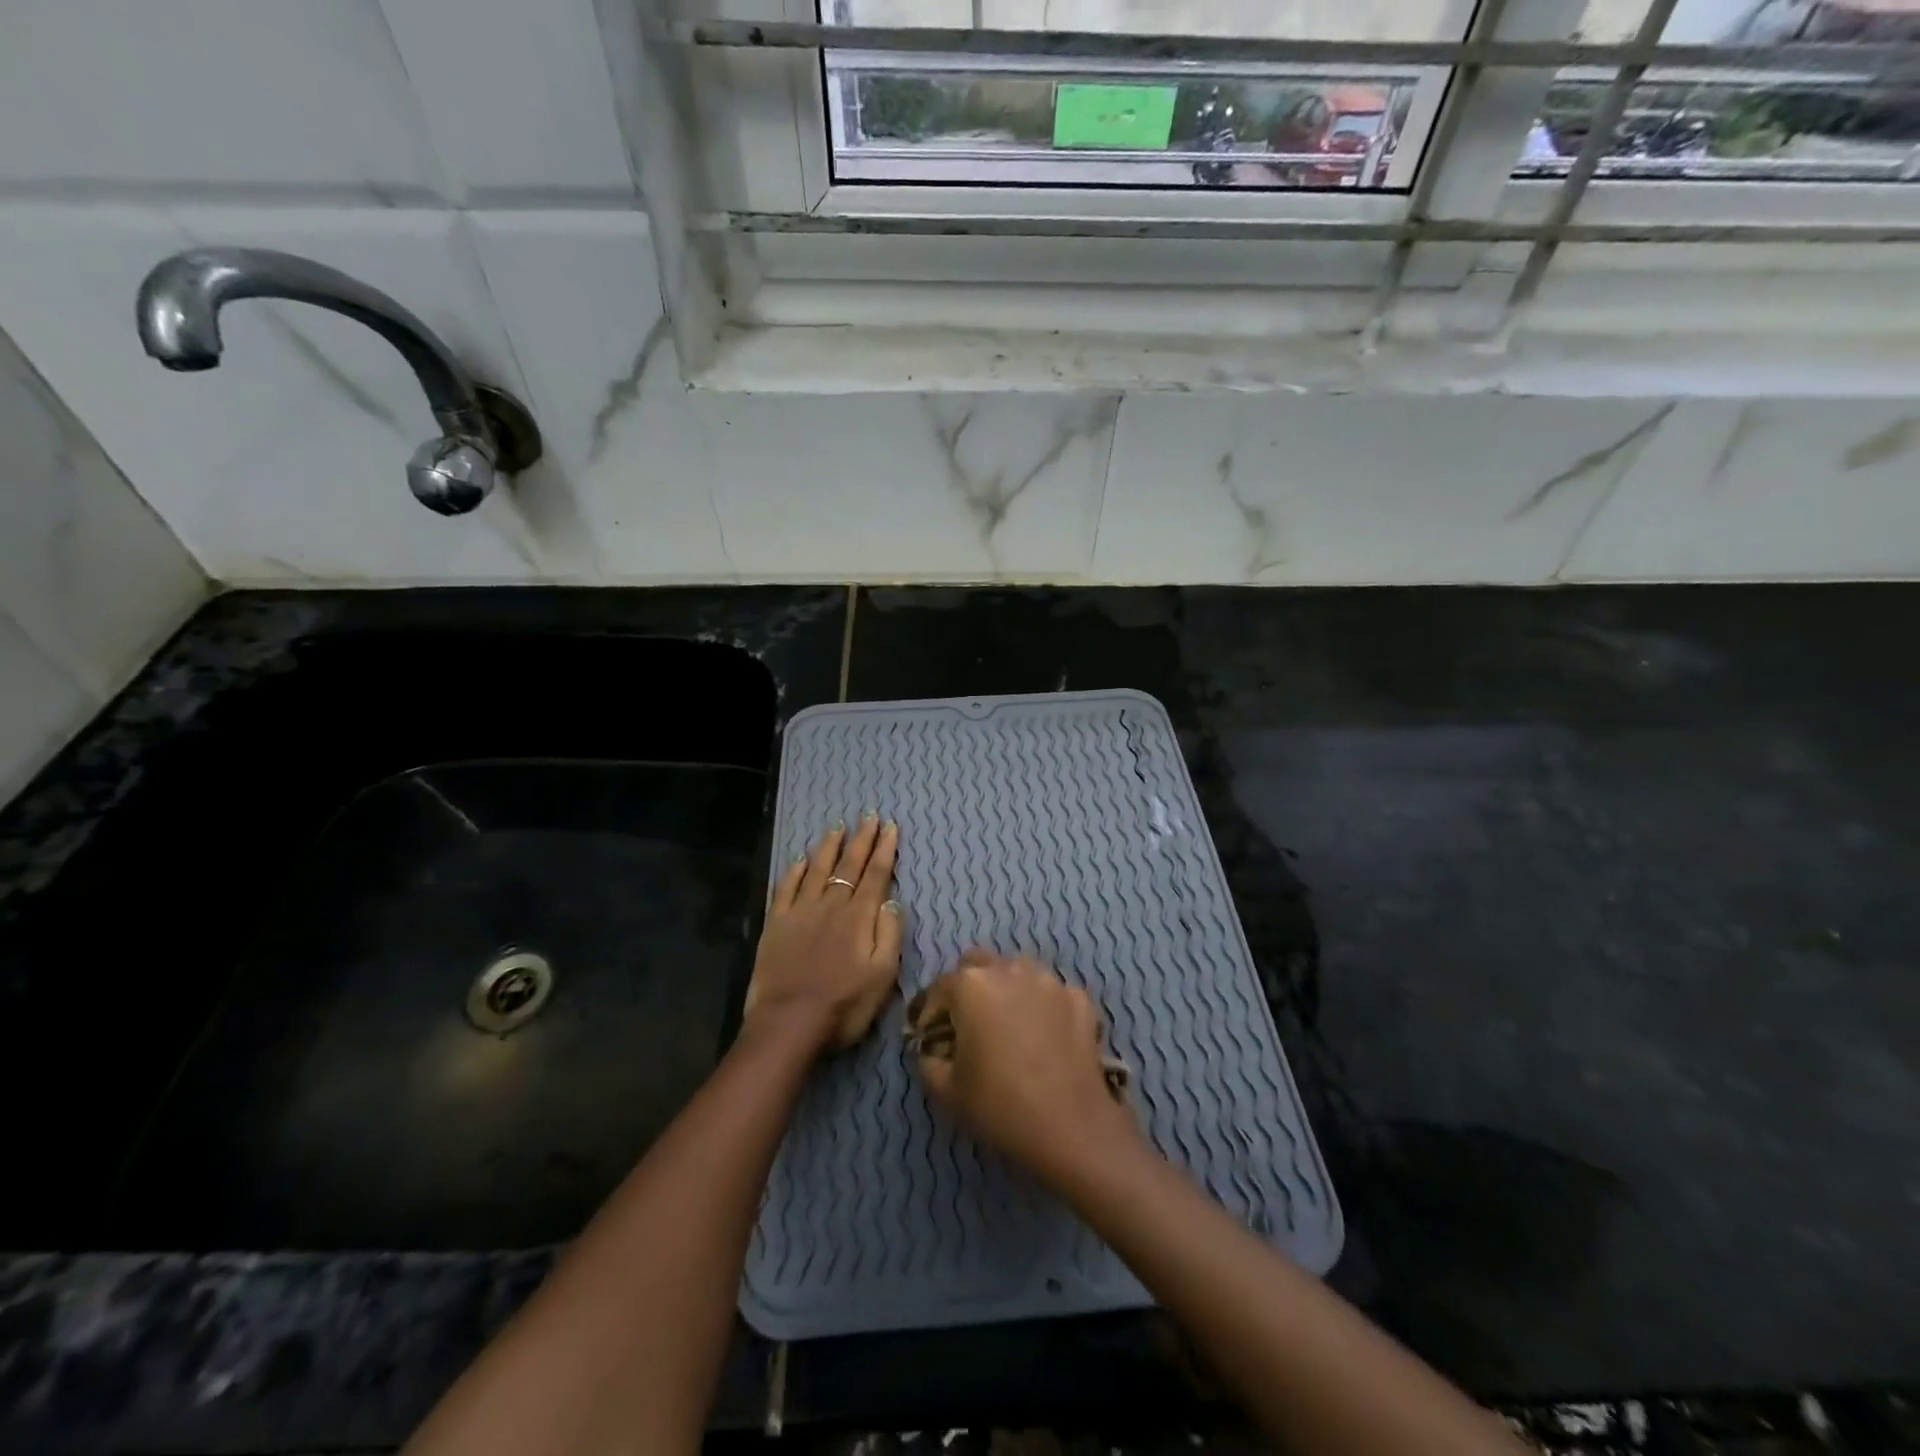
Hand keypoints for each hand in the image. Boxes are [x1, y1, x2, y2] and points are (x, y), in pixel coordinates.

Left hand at [746, 815, 902, 1052]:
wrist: (789, 1024)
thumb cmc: (844, 1005)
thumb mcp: (883, 975)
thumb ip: (889, 933)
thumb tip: (891, 899)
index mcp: (859, 917)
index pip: (876, 874)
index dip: (884, 849)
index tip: (890, 827)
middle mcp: (831, 905)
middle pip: (849, 865)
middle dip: (861, 839)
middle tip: (869, 816)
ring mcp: (801, 912)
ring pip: (817, 869)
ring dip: (829, 847)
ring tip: (838, 827)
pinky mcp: (777, 924)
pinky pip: (786, 888)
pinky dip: (794, 871)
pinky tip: (800, 859)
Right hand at [911, 951, 1140, 1191]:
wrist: (1071, 1127)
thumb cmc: (999, 1105)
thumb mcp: (945, 1090)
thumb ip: (928, 1059)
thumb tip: (934, 1048)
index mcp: (971, 985)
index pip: (939, 988)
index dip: (930, 1014)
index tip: (932, 1040)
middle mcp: (1009, 969)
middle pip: (978, 965)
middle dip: (967, 989)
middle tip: (969, 1025)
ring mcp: (1048, 980)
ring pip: (1017, 972)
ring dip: (1007, 990)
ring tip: (1009, 1027)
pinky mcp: (1079, 997)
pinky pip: (1051, 993)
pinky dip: (1042, 1007)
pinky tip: (1045, 1037)